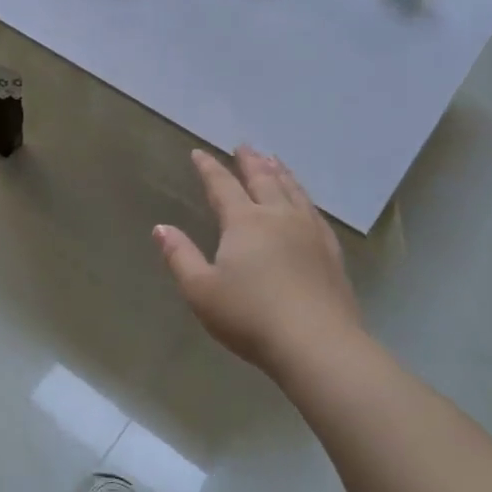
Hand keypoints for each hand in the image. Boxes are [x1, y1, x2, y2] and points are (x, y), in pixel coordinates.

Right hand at [155, 147, 360, 374]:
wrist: (316, 344)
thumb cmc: (250, 316)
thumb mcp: (201, 290)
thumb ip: (180, 256)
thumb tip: (161, 228)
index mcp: (245, 222)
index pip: (223, 186)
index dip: (209, 169)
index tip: (199, 153)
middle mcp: (279, 217)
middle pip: (264, 180)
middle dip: (250, 162)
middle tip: (244, 146)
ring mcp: (310, 232)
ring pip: (293, 191)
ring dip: (280, 172)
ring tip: (274, 160)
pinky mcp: (330, 252)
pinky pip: (314, 212)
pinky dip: (304, 197)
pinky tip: (305, 202)